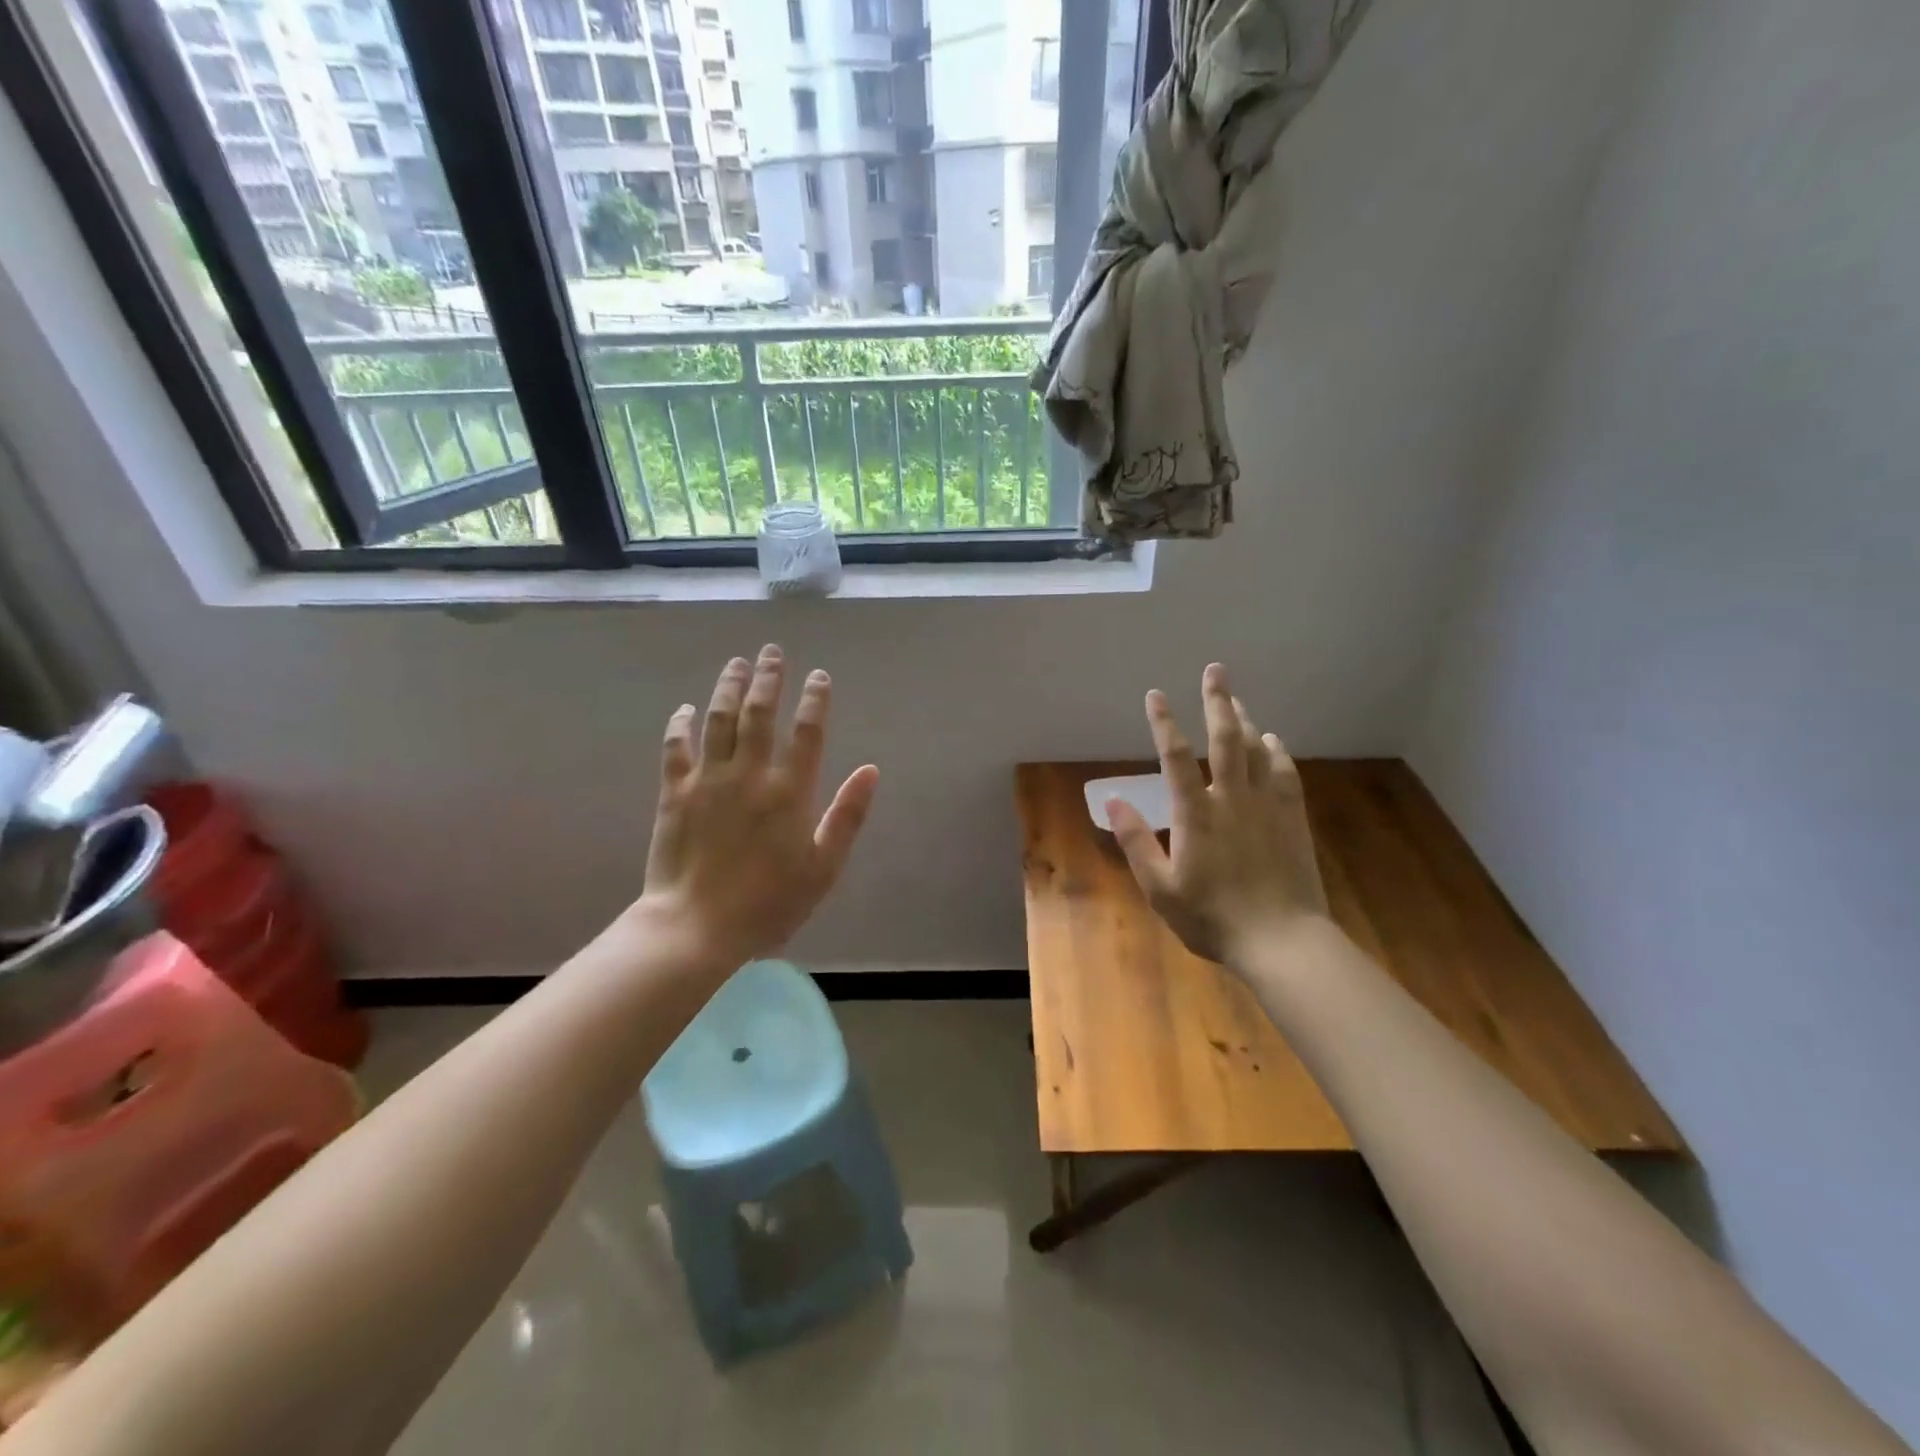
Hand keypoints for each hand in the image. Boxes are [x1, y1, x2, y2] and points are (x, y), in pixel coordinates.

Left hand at [632, 645, 878, 973]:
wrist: (696, 927)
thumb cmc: (769, 903)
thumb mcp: (824, 867)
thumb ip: (848, 815)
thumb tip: (871, 769)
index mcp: (790, 792)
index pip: (808, 732)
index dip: (815, 700)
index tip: (819, 676)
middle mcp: (750, 774)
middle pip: (760, 714)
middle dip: (769, 678)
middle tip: (773, 652)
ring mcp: (708, 780)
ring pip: (719, 720)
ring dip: (729, 688)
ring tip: (737, 663)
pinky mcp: (674, 793)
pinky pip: (676, 748)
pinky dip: (679, 725)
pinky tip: (684, 709)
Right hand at [1107, 662, 1329, 966]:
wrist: (1282, 941)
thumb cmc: (1212, 917)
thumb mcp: (1160, 888)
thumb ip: (1136, 841)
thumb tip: (1112, 800)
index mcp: (1196, 813)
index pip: (1176, 757)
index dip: (1164, 724)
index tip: (1156, 695)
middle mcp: (1232, 798)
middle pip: (1225, 739)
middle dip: (1217, 701)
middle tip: (1215, 670)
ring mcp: (1267, 806)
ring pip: (1257, 750)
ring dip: (1245, 720)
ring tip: (1237, 699)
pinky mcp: (1292, 819)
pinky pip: (1286, 773)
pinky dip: (1277, 752)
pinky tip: (1273, 741)